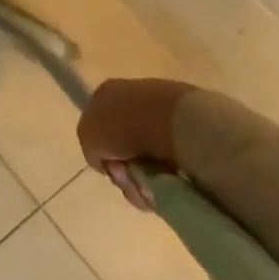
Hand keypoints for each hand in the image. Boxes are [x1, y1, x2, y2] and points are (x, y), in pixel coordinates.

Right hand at [76, 78, 195, 210]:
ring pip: (148, 161)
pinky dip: (168, 180)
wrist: (174, 123)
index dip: (101, 150)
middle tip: (129, 178)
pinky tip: (169, 182)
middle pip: (124, 148)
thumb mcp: (87, 134)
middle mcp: (135, 101)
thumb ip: (90, 146)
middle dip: (124, 170)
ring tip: (151, 186)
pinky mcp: (191, 136)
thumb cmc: (123, 124)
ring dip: (144, 180)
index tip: (110, 164)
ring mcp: (165, 118)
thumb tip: (107, 160)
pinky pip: (172, 166)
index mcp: (109, 93)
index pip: (99, 126)